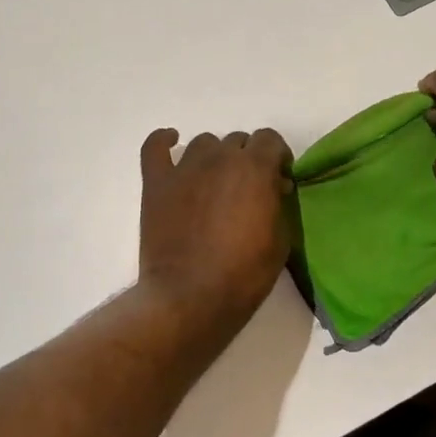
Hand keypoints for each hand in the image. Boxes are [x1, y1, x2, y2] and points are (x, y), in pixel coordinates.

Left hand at [137, 127, 293, 333]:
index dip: (277, 156)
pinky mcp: (156, 183)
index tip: (278, 178)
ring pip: (204, 143)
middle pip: (237, 141)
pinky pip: (155, 147)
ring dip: (215, 156)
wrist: (191, 297)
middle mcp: (220, 157)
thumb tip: (273, 187)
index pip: (270, 139)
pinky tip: (171, 142)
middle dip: (247, 159)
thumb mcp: (280, 239)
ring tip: (215, 182)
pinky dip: (164, 141)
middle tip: (248, 189)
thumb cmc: (244, 274)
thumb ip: (278, 203)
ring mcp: (184, 168)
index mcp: (254, 168)